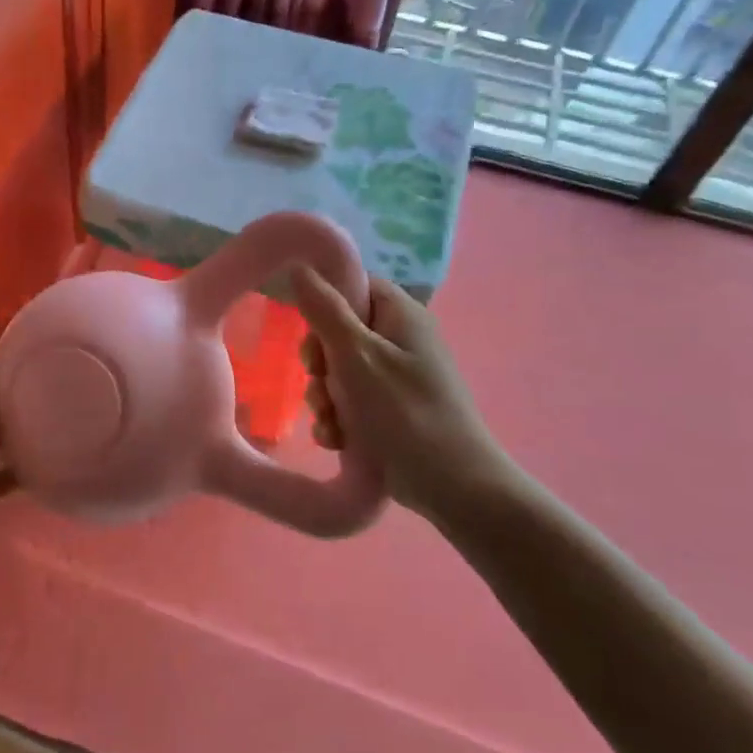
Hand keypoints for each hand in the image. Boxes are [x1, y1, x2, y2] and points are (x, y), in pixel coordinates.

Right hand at [292, 268, 527, 528]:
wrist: (453, 487)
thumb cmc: (403, 412)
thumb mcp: (356, 355)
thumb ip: (324, 309)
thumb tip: (299, 264)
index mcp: (401, 315)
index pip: (353, 286)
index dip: (325, 304)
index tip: (310, 330)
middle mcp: (400, 342)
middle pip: (339, 333)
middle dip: (320, 363)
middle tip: (322, 381)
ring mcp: (396, 380)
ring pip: (338, 374)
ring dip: (325, 398)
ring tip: (332, 421)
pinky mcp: (390, 413)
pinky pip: (350, 404)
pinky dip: (339, 420)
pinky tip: (337, 440)